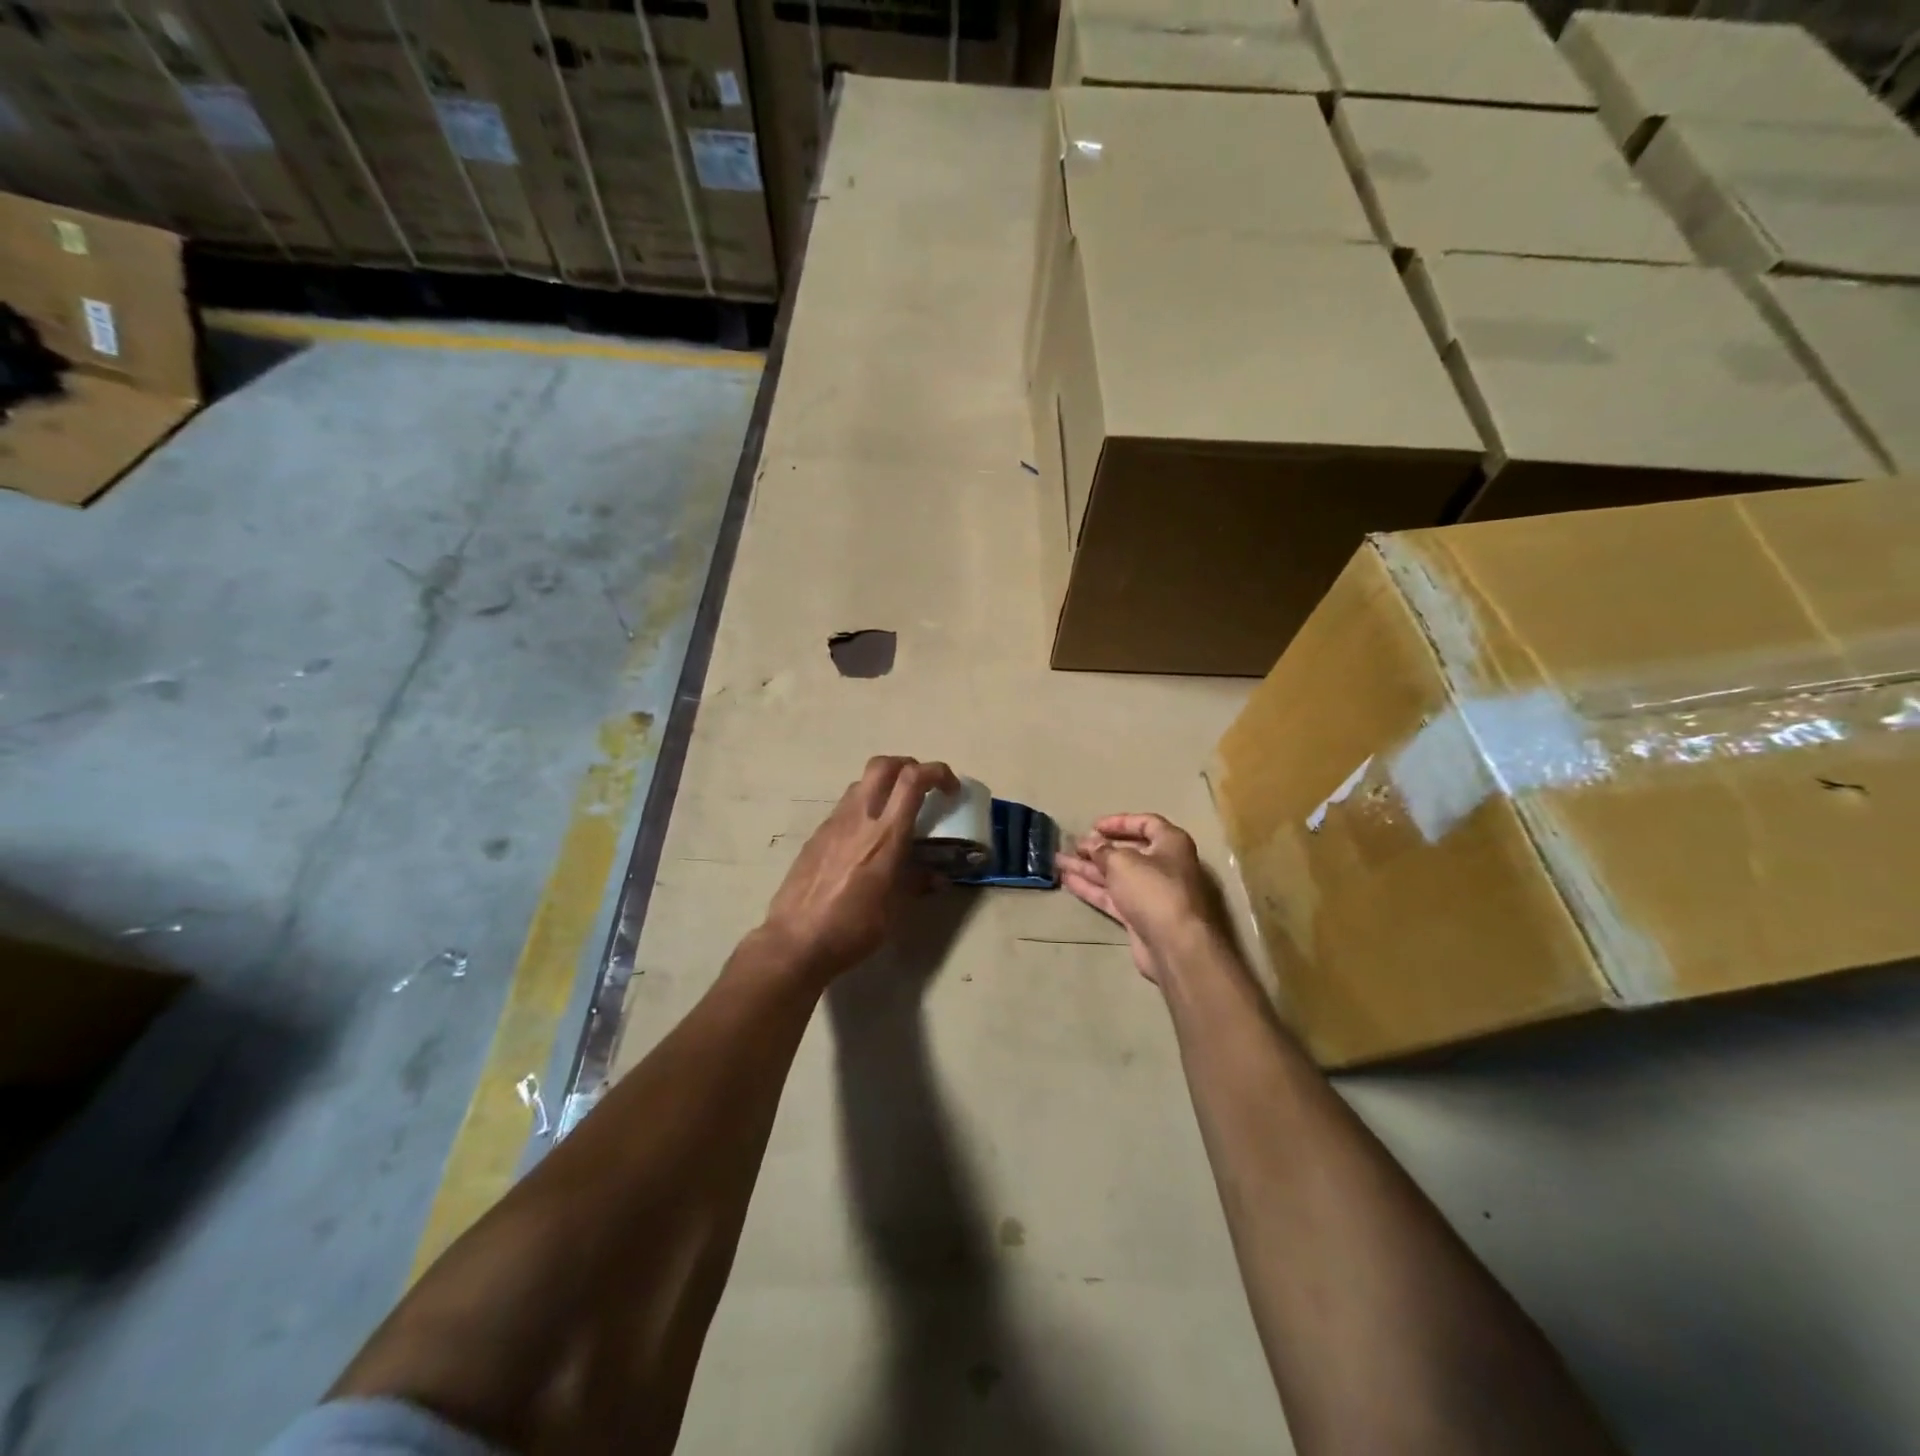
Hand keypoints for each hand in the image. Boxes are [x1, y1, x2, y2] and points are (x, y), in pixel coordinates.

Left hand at [761, 756, 957, 982]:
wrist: (795, 941)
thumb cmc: (853, 928)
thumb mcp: (895, 909)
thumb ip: (917, 883)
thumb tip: (937, 877)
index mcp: (885, 835)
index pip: (913, 779)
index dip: (937, 772)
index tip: (951, 789)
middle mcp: (859, 818)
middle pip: (883, 765)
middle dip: (908, 766)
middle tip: (922, 788)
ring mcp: (833, 824)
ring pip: (862, 783)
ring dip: (884, 786)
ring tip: (895, 814)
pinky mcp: (817, 835)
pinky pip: (845, 808)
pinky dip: (864, 809)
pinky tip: (866, 841)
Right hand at [1056, 814, 1220, 984]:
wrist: (1176, 945)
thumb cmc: (1154, 890)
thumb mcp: (1123, 862)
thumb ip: (1103, 850)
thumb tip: (1092, 844)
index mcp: (1171, 844)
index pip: (1147, 823)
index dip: (1120, 822)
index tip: (1093, 826)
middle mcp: (1165, 866)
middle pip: (1129, 851)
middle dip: (1099, 848)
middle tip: (1073, 845)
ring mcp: (1152, 894)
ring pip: (1116, 876)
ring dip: (1089, 868)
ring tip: (1059, 861)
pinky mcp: (1140, 917)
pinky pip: (1113, 897)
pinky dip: (1092, 889)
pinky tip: (1068, 881)